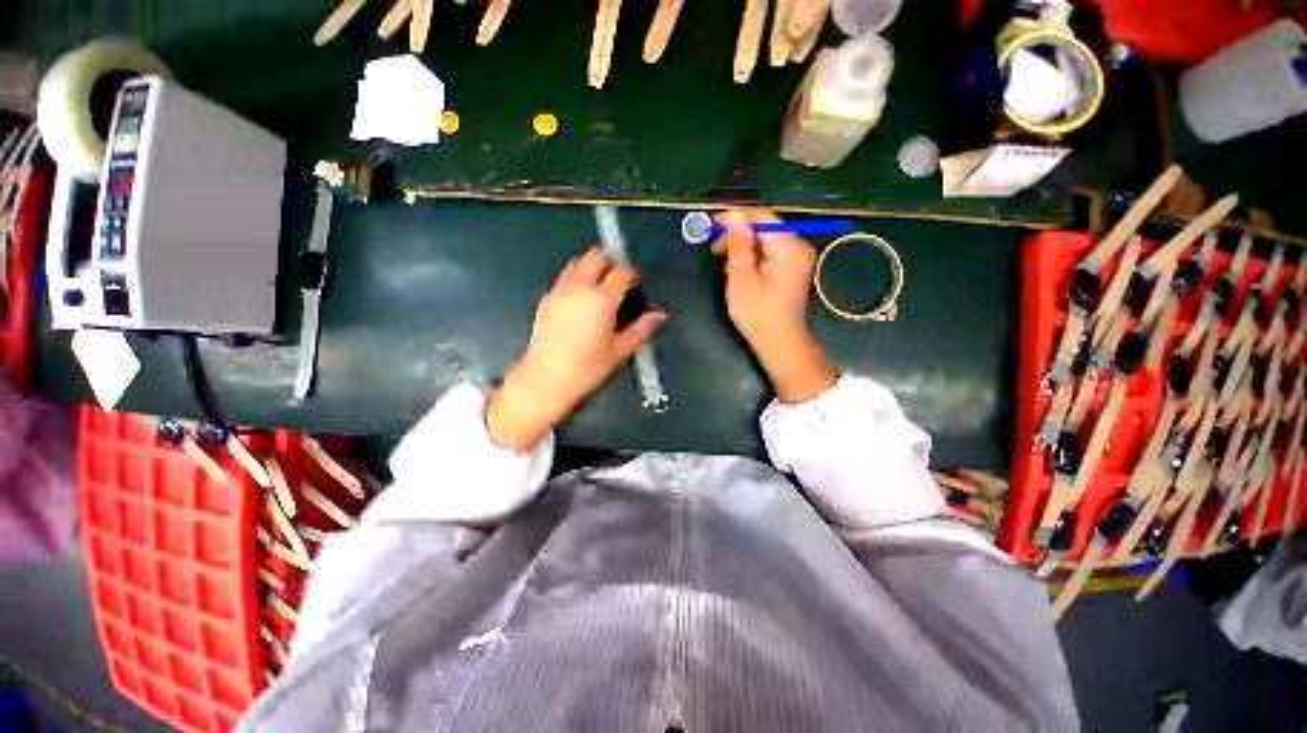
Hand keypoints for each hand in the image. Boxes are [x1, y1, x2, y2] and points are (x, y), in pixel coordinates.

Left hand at [486, 247, 666, 450]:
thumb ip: (642, 328)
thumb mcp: (620, 350)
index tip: (636, 285)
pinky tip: (580, 299)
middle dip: (610, 262)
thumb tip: (661, 315)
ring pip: (576, 261)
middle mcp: (580, 287)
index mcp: (602, 299)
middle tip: (617, 281)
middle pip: (596, 255)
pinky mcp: (546, 298)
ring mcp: (560, 290)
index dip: (632, 275)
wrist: (546, 379)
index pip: (622, 272)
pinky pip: (563, 277)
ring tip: (598, 286)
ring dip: (590, 266)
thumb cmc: (588, 368)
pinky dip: (575, 278)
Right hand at [714, 208, 836, 402]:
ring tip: (724, 262)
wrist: (780, 343)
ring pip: (766, 240)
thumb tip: (733, 216)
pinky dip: (753, 256)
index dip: (735, 217)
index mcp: (788, 247)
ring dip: (744, 247)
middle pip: (765, 227)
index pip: (762, 216)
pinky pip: (771, 252)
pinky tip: (740, 269)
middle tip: (715, 250)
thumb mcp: (741, 278)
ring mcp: (798, 258)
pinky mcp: (793, 269)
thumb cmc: (758, 314)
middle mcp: (799, 247)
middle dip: (738, 234)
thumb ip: (737, 245)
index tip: (711, 224)